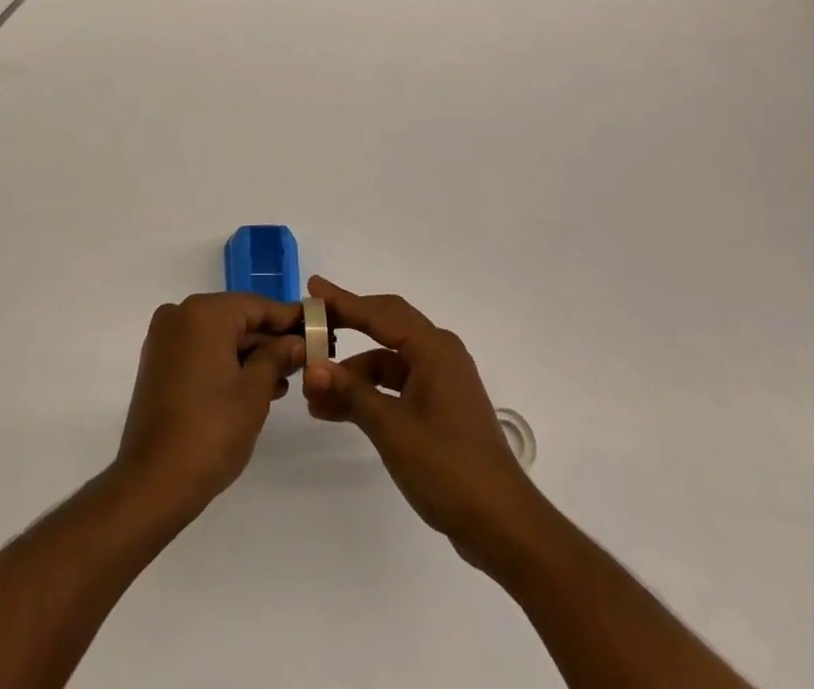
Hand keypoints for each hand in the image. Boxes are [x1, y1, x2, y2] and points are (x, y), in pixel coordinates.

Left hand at [115, 292, 305, 519]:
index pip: (257, 305)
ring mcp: (165, 339)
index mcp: (204, 313)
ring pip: (219, 335)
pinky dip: (226, 362)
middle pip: (236, 318)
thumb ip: (277, 357)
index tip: (317, 328)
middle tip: (304, 358)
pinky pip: (201, 350)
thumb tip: (296, 341)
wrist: (153, 482)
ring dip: (249, 354)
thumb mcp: (254, 392)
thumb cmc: (211, 431)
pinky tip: (253, 385)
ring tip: (283, 379)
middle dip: (269, 339)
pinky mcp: (158, 362)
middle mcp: (180, 314)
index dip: (289, 318)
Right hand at [302, 276, 547, 574]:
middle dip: (347, 325)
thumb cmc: (448, 467)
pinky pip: (396, 384)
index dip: (343, 301)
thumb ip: (351, 393)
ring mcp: (441, 381)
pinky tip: (338, 409)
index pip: (380, 313)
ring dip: (353, 372)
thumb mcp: (392, 428)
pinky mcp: (440, 407)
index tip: (312, 288)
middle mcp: (439, 354)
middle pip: (385, 327)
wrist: (502, 525)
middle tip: (311, 323)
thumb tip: (312, 369)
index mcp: (434, 349)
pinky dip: (369, 392)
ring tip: (314, 389)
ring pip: (388, 361)